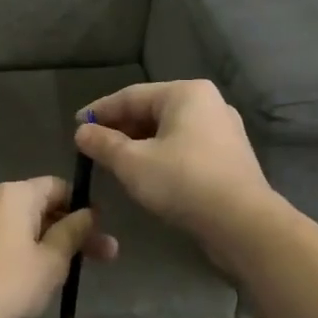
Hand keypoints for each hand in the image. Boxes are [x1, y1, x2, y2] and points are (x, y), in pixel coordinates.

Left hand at [0, 177, 118, 317]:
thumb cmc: (10, 285)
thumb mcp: (52, 260)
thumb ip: (73, 232)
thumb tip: (88, 213)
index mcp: (14, 195)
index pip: (58, 186)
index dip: (82, 206)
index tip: (100, 231)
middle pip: (39, 207)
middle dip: (71, 230)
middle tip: (102, 257)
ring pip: (20, 227)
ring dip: (48, 244)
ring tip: (69, 273)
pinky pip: (0, 241)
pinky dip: (21, 252)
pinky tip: (32, 279)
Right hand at [75, 80, 278, 251]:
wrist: (242, 223)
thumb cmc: (182, 182)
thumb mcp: (132, 162)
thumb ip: (103, 144)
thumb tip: (82, 132)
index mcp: (185, 93)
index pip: (131, 96)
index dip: (99, 111)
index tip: (76, 125)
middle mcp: (208, 104)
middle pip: (152, 111)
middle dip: (120, 128)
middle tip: (93, 146)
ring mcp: (223, 130)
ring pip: (169, 131)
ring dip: (139, 144)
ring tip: (114, 160)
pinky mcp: (228, 157)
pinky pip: (185, 148)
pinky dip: (161, 155)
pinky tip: (146, 173)